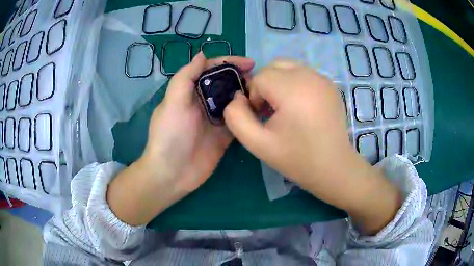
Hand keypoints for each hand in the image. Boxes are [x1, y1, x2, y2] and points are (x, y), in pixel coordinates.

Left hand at [107, 53, 254, 225]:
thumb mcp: (173, 102)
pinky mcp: (224, 136)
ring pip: (234, 100)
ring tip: (263, 93)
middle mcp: (203, 102)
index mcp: (190, 91)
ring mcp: (215, 119)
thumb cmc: (169, 135)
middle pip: (225, 83)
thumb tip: (202, 55)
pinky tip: (260, 109)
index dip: (229, 62)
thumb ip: (186, 77)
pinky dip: (248, 113)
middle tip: (259, 80)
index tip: (249, 63)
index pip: (211, 69)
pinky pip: (238, 120)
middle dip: (241, 77)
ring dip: (247, 94)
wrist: (172, 173)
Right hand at [224, 60, 400, 233]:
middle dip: (265, 85)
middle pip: (274, 66)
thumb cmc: (297, 159)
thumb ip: (236, 118)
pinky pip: (304, 74)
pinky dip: (295, 83)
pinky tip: (301, 106)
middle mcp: (310, 76)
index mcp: (292, 89)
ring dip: (279, 82)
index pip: (260, 77)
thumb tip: (236, 98)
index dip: (254, 97)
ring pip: (289, 67)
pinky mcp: (330, 85)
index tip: (262, 118)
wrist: (334, 167)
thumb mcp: (257, 144)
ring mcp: (323, 78)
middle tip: (271, 110)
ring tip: (285, 107)